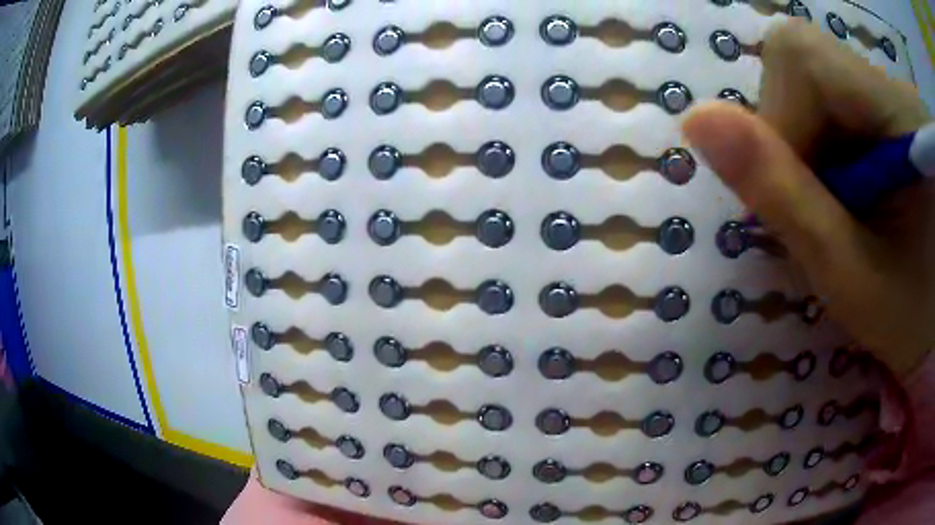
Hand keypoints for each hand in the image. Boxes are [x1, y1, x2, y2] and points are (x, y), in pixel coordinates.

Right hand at [683, 20, 933, 375]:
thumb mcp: (853, 277)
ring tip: (845, 208)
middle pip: (806, 62)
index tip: (800, 194)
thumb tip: (696, 120)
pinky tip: (857, 192)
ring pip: (820, 82)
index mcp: (898, 113)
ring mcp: (897, 93)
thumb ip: (784, 197)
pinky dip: (835, 147)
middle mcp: (894, 84)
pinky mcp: (897, 108)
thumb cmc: (913, 315)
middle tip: (823, 209)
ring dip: (814, 146)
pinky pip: (843, 101)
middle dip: (795, 135)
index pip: (803, 57)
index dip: (780, 117)